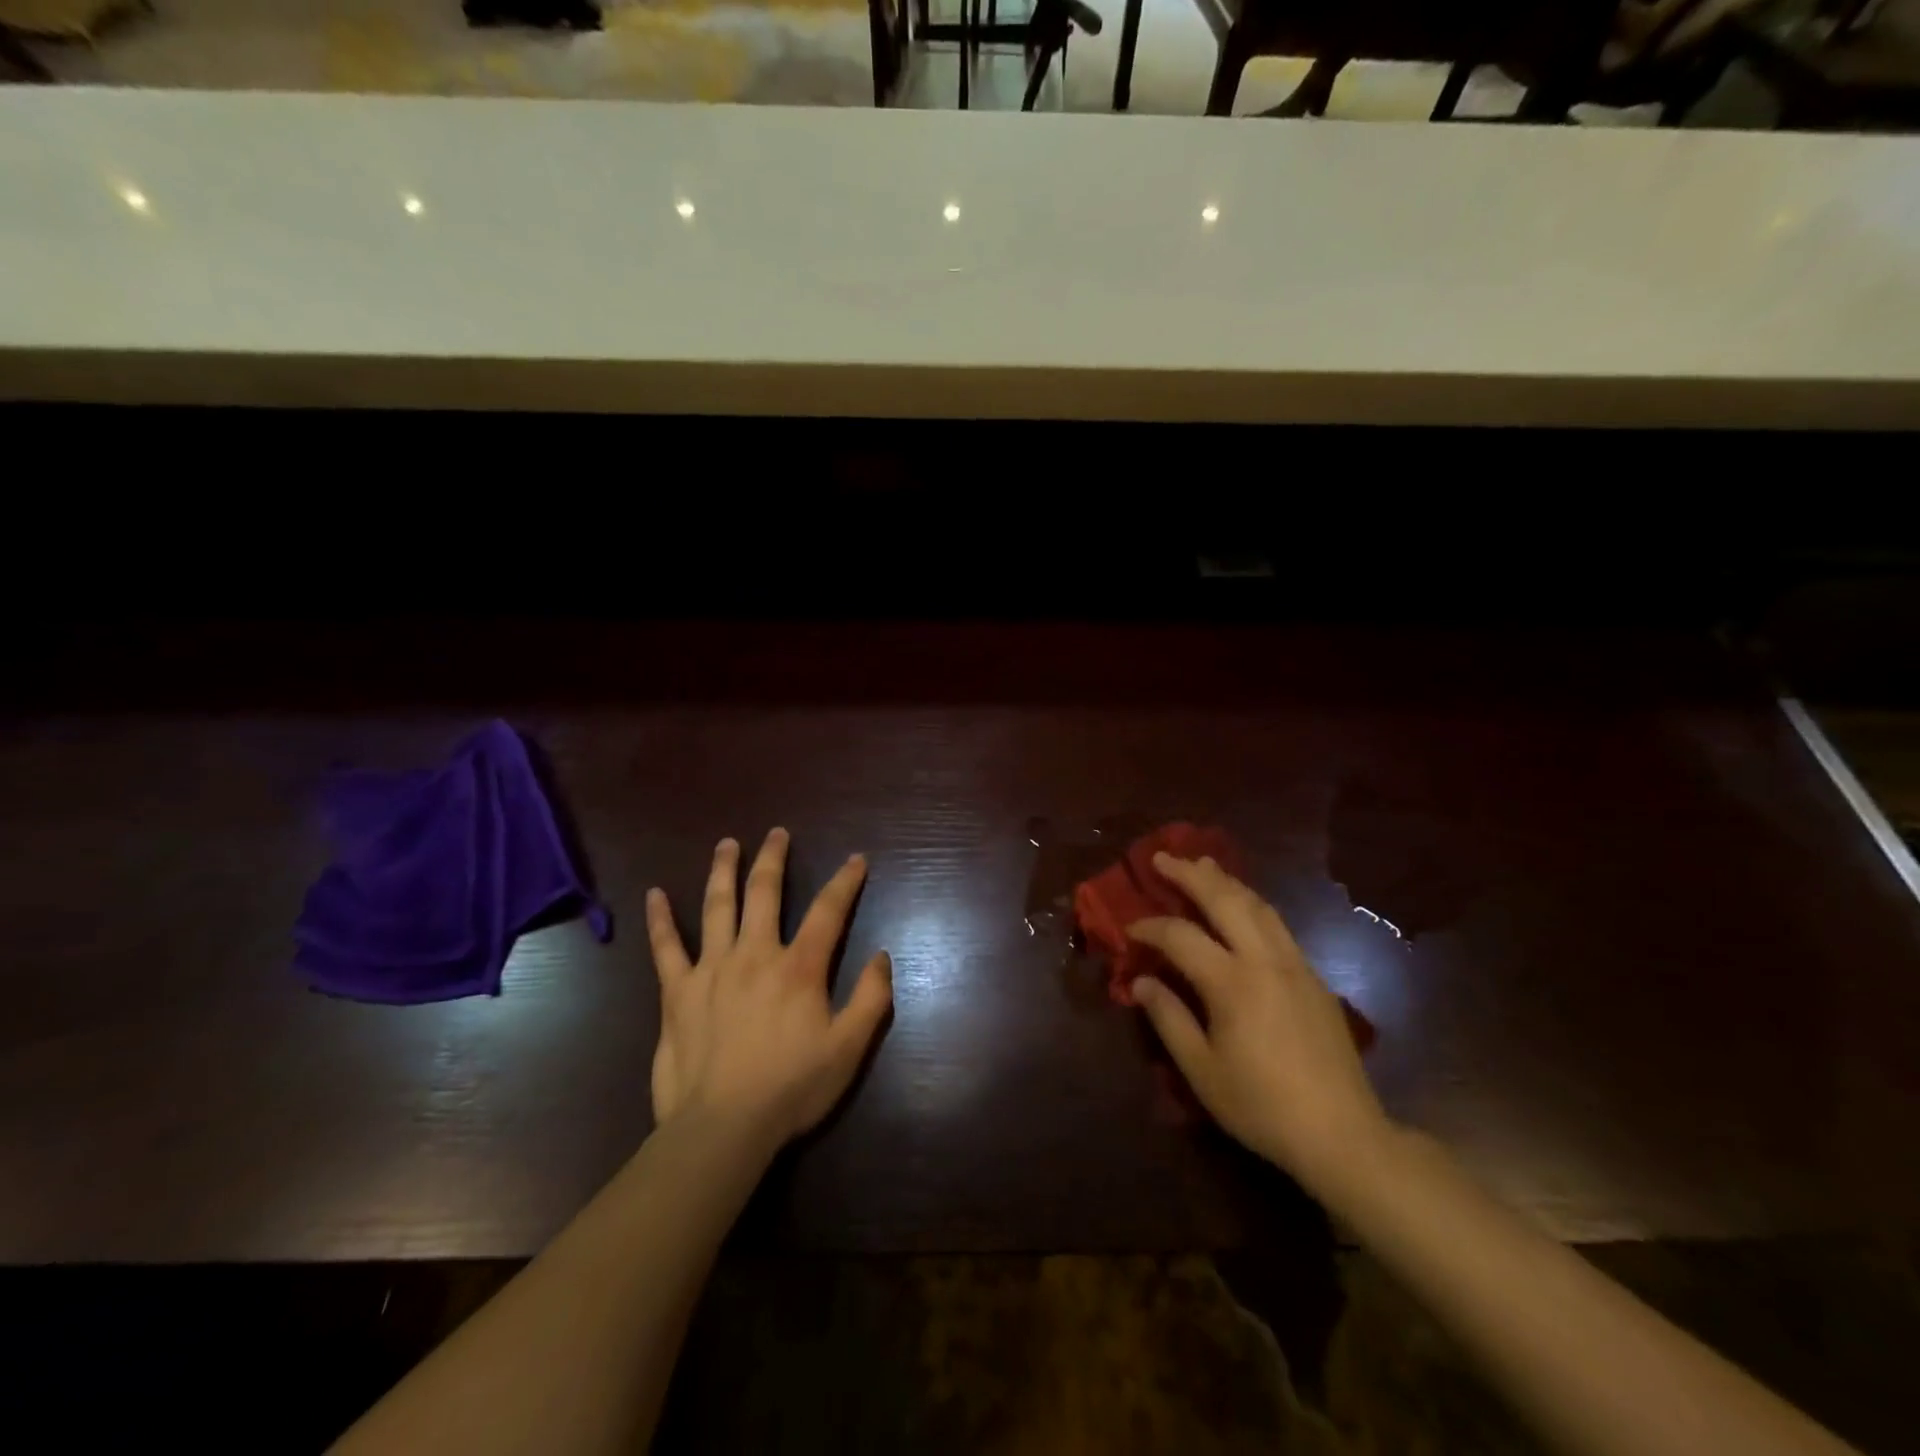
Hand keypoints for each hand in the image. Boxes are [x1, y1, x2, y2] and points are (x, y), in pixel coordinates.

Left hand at [645, 828, 892, 1148]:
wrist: (722, 1128)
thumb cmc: (791, 1088)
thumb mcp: (849, 1049)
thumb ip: (870, 999)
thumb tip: (882, 956)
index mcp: (799, 967)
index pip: (828, 911)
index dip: (845, 881)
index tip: (856, 859)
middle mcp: (755, 954)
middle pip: (765, 892)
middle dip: (773, 858)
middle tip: (777, 833)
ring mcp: (711, 969)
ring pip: (717, 906)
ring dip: (723, 870)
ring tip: (727, 844)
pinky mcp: (677, 991)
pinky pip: (666, 947)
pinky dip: (660, 919)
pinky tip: (654, 894)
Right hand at [1127, 853, 1389, 1195]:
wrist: (1343, 1135)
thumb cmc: (1262, 1106)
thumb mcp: (1202, 1071)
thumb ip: (1168, 1019)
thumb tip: (1142, 981)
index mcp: (1232, 983)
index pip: (1180, 936)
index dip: (1149, 927)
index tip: (1129, 930)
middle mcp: (1265, 961)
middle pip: (1225, 900)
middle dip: (1190, 874)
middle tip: (1162, 857)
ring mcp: (1295, 965)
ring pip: (1258, 905)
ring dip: (1225, 880)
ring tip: (1202, 864)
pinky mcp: (1315, 977)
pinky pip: (1277, 924)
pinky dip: (1251, 903)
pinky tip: (1241, 906)